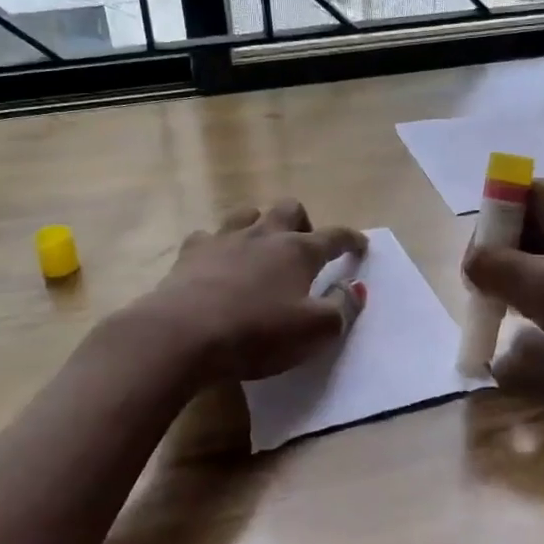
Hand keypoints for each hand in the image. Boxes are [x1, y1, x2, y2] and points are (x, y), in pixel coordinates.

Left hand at [143, 200, 365, 382]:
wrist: (183, 334)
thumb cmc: (257, 333)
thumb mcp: (314, 331)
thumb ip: (342, 308)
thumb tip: (356, 288)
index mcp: (298, 251)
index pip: (334, 237)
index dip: (351, 240)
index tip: (361, 244)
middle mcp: (264, 235)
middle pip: (289, 209)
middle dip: (303, 222)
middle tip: (304, 247)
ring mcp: (224, 239)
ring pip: (247, 214)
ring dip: (259, 225)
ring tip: (260, 248)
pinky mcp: (190, 253)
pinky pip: (207, 237)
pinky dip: (217, 246)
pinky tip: (215, 263)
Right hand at [462, 174, 543, 390]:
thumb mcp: (542, 287)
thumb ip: (492, 268)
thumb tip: (470, 264)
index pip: (504, 204)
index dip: (486, 242)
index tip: (482, 283)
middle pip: (523, 227)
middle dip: (510, 268)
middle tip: (509, 306)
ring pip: (543, 249)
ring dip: (530, 283)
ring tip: (540, 318)